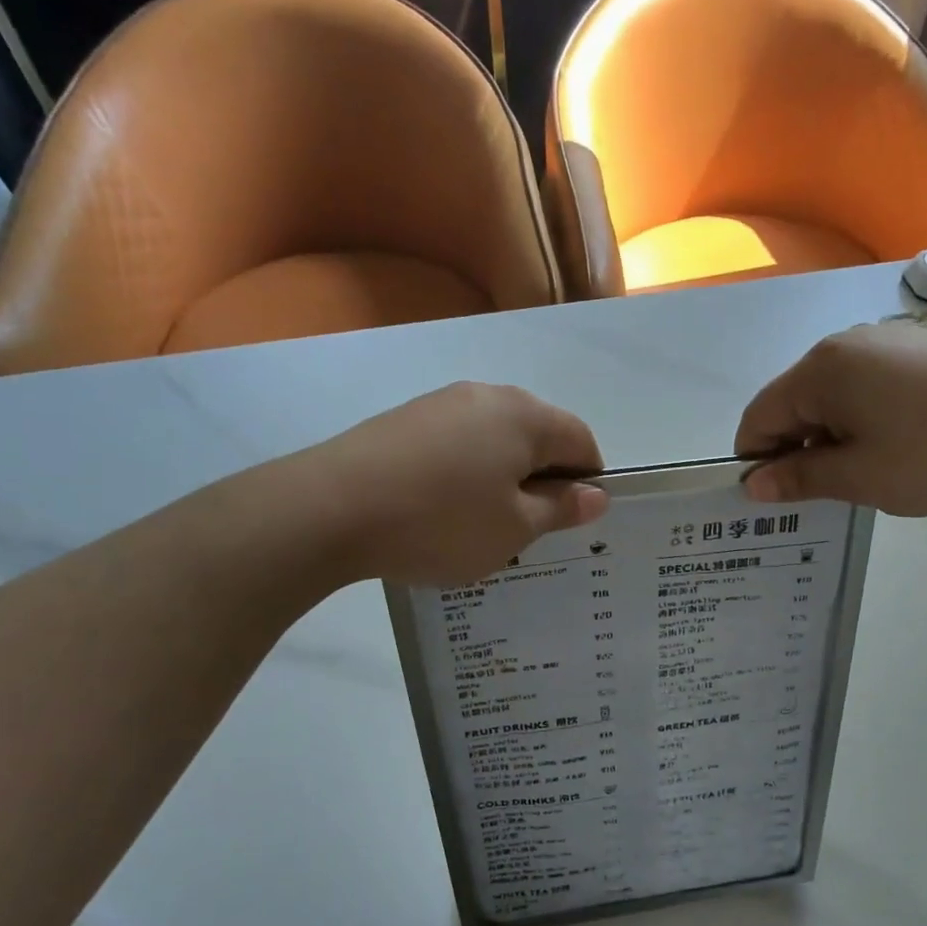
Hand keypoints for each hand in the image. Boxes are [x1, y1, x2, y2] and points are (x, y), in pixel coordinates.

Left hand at [306, 382, 608, 584]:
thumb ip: (560, 509)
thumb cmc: (441, 521)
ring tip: (480, 524)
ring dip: (502, 477)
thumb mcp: (514, 528)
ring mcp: (440, 403)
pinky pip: (455, 444)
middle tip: (527, 529)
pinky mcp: (404, 420)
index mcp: (525, 416)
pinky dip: (464, 473)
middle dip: (543, 479)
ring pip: (494, 440)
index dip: (587, 482)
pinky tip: (440, 509)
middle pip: (537, 435)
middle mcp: (487, 396)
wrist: (330, 509)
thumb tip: (596, 494)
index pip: (581, 440)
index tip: (570, 522)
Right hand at [735, 323, 926, 515]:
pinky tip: (893, 444)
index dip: (756, 460)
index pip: (759, 416)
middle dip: (795, 448)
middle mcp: (843, 345)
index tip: (775, 498)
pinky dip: (859, 417)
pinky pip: (864, 385)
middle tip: (821, 492)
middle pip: (792, 402)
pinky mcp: (916, 349)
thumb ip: (799, 479)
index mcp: (819, 371)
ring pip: (829, 395)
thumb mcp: (860, 477)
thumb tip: (752, 485)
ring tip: (862, 472)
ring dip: (828, 435)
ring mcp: (883, 341)